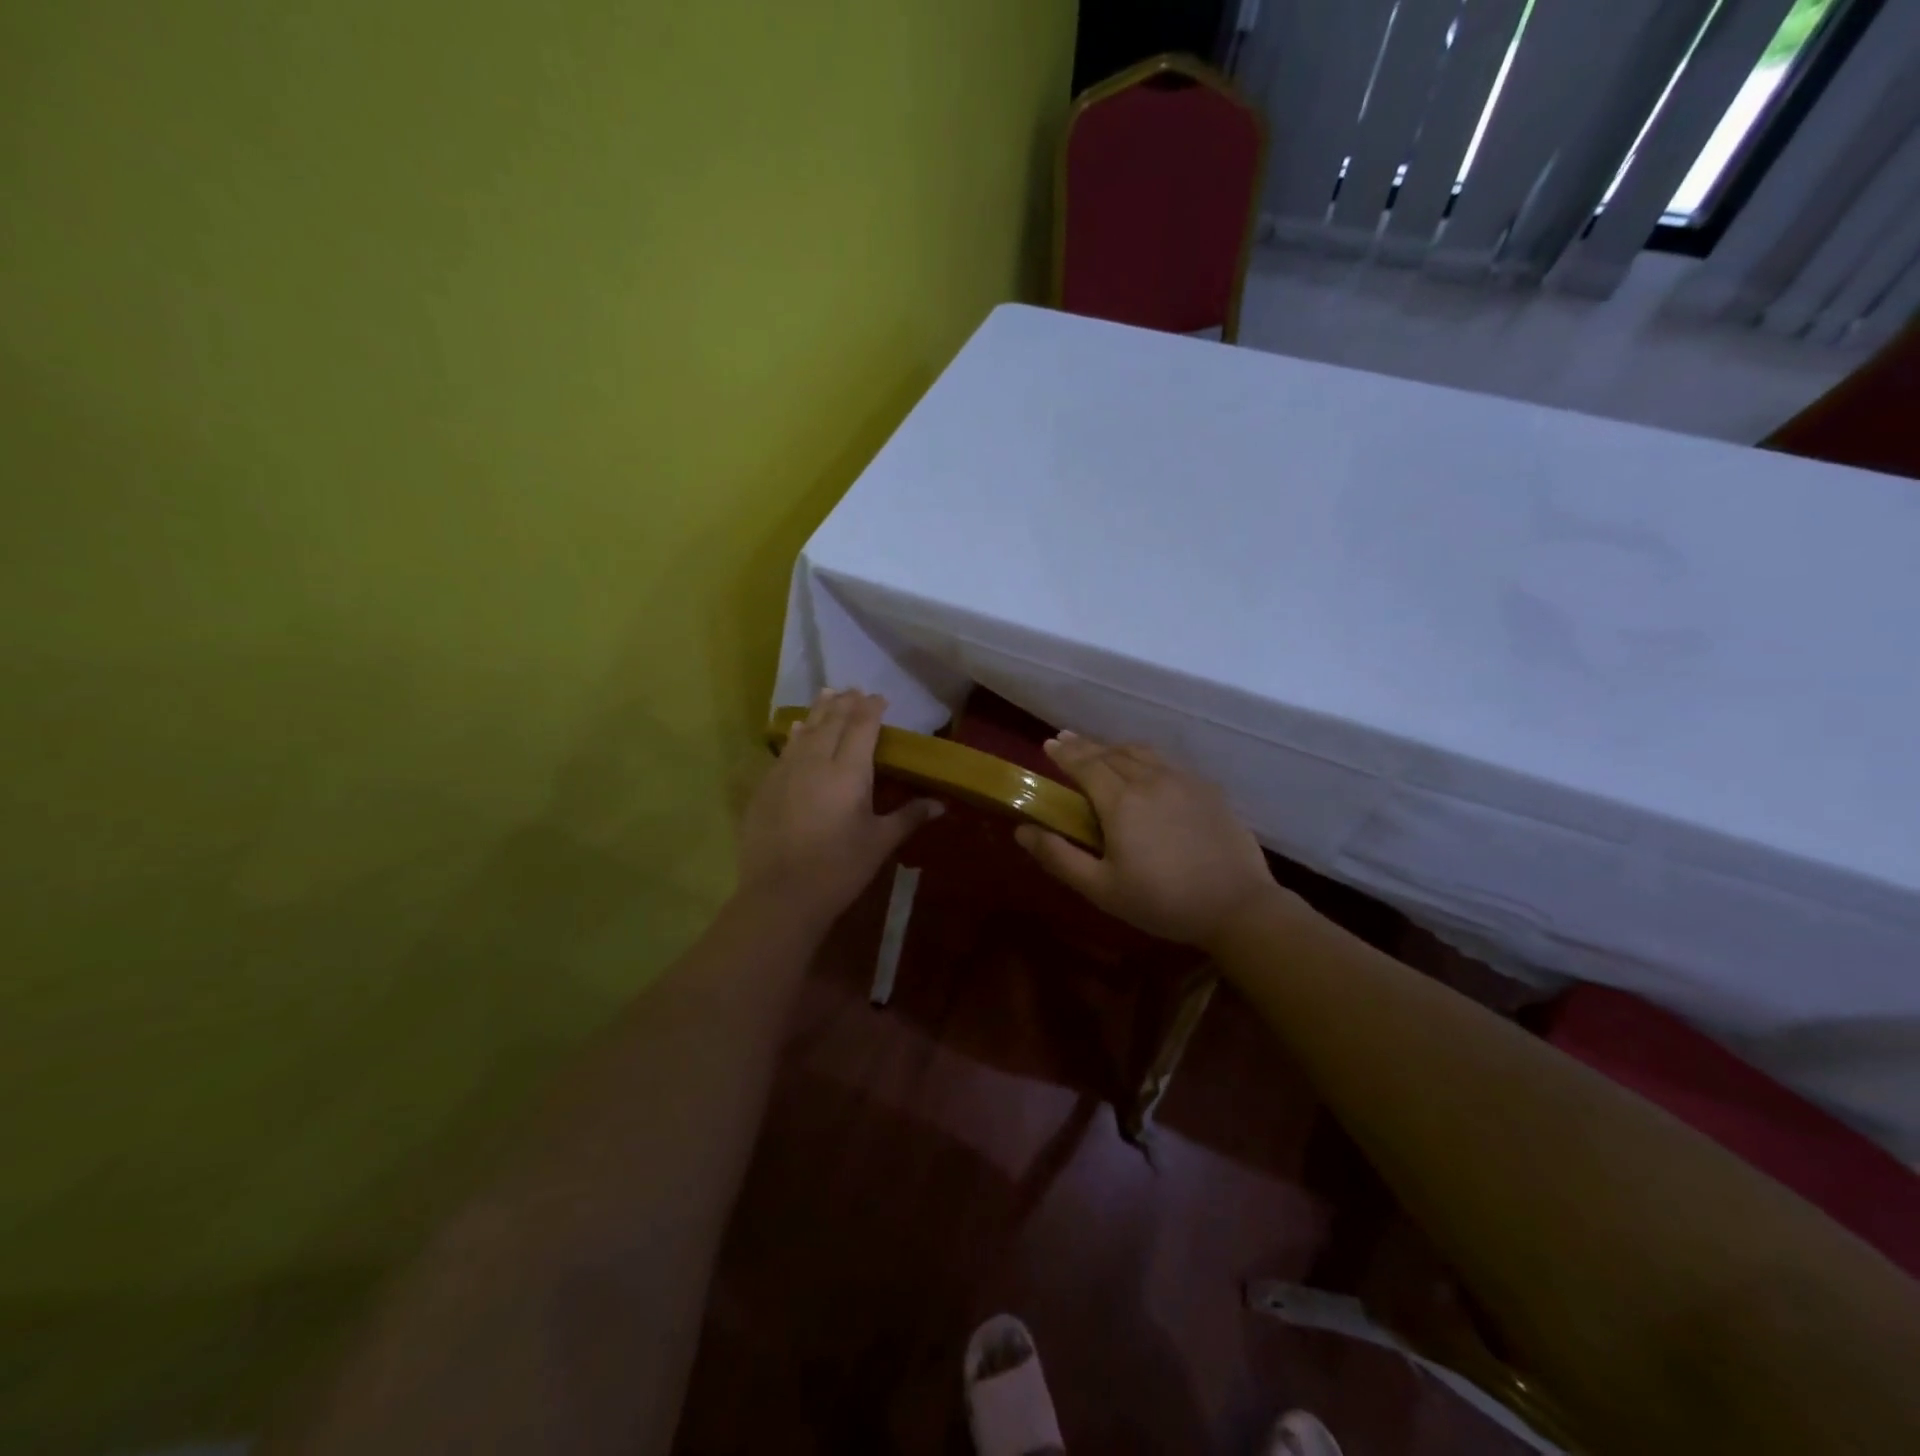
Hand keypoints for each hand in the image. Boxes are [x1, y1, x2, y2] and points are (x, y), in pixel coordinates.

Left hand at [737, 690, 940, 927]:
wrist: (781, 895)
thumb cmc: (839, 869)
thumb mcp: (879, 842)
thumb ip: (909, 817)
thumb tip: (941, 804)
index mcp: (849, 772)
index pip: (862, 726)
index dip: (872, 708)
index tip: (880, 697)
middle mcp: (817, 761)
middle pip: (833, 721)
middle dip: (846, 703)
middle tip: (855, 689)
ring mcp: (786, 771)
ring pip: (806, 730)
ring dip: (820, 710)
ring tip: (828, 693)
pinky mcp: (766, 786)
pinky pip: (786, 749)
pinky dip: (797, 734)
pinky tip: (799, 730)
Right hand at [1015, 732, 1282, 947]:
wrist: (1237, 906)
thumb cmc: (1162, 902)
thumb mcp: (1101, 889)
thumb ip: (1059, 857)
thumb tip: (1021, 831)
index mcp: (1120, 801)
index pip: (1085, 765)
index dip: (1064, 753)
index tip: (1048, 744)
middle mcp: (1150, 779)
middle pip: (1110, 753)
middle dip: (1084, 746)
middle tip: (1065, 741)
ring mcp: (1183, 780)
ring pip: (1141, 752)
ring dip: (1115, 747)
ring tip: (1102, 751)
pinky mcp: (1208, 789)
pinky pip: (1167, 762)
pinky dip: (1145, 758)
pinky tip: (1146, 770)